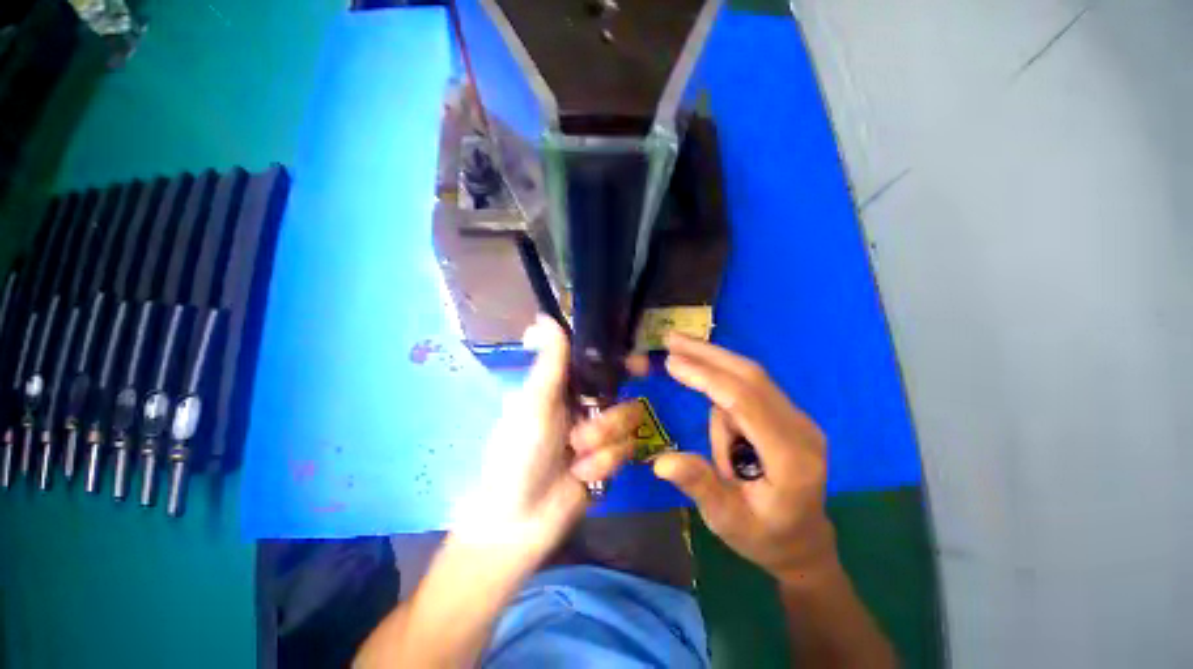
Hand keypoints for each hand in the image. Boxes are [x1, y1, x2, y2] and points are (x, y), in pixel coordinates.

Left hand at [455, 316, 643, 560]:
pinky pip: (625, 451)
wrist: (518, 520)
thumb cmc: (517, 454)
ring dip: (602, 444)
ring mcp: (598, 435)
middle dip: (609, 418)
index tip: (640, 367)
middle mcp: (584, 406)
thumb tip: (544, 316)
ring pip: (627, 425)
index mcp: (565, 388)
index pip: (601, 365)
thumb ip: (548, 362)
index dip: (622, 363)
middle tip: (591, 428)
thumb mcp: (533, 404)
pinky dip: (603, 464)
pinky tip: (580, 476)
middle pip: (622, 397)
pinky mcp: (608, 460)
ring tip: (576, 458)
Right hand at [650, 334, 836, 583]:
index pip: (744, 402)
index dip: (705, 376)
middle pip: (751, 376)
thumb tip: (661, 463)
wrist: (804, 542)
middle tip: (671, 338)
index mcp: (789, 458)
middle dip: (708, 354)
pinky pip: (750, 390)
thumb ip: (698, 486)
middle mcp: (800, 429)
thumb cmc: (764, 536)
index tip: (671, 361)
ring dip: (713, 376)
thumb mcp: (726, 520)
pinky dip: (723, 387)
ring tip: (703, 418)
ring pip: (749, 379)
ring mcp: (797, 419)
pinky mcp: (787, 415)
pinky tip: (717, 419)